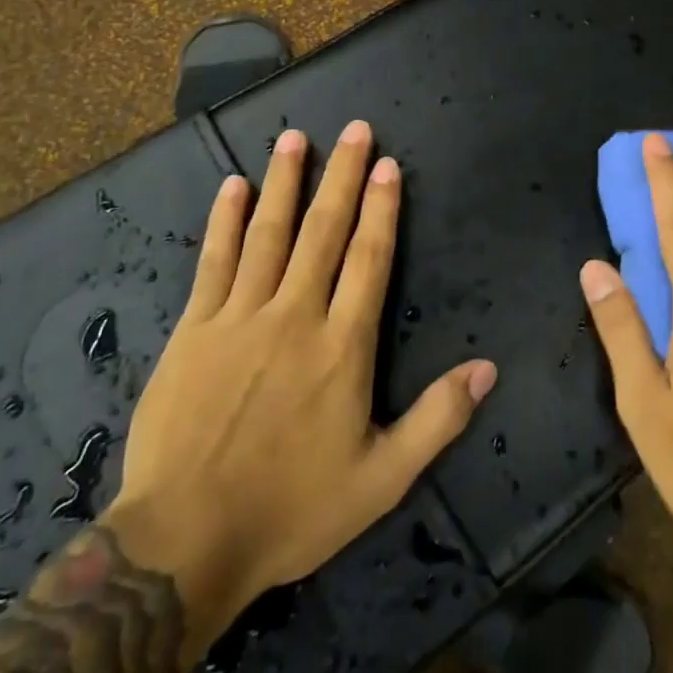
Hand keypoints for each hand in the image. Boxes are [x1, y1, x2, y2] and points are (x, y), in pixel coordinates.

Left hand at [103, 121, 498, 651]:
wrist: (184, 543)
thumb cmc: (291, 509)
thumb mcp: (383, 478)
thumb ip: (439, 418)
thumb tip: (489, 367)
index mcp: (343, 346)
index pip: (370, 258)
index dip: (381, 208)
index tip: (387, 165)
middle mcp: (295, 315)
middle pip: (324, 231)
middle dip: (342, 176)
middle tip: (354, 129)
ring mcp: (240, 317)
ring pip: (270, 233)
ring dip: (286, 181)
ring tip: (296, 136)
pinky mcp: (195, 330)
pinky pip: (215, 261)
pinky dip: (226, 220)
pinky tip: (233, 186)